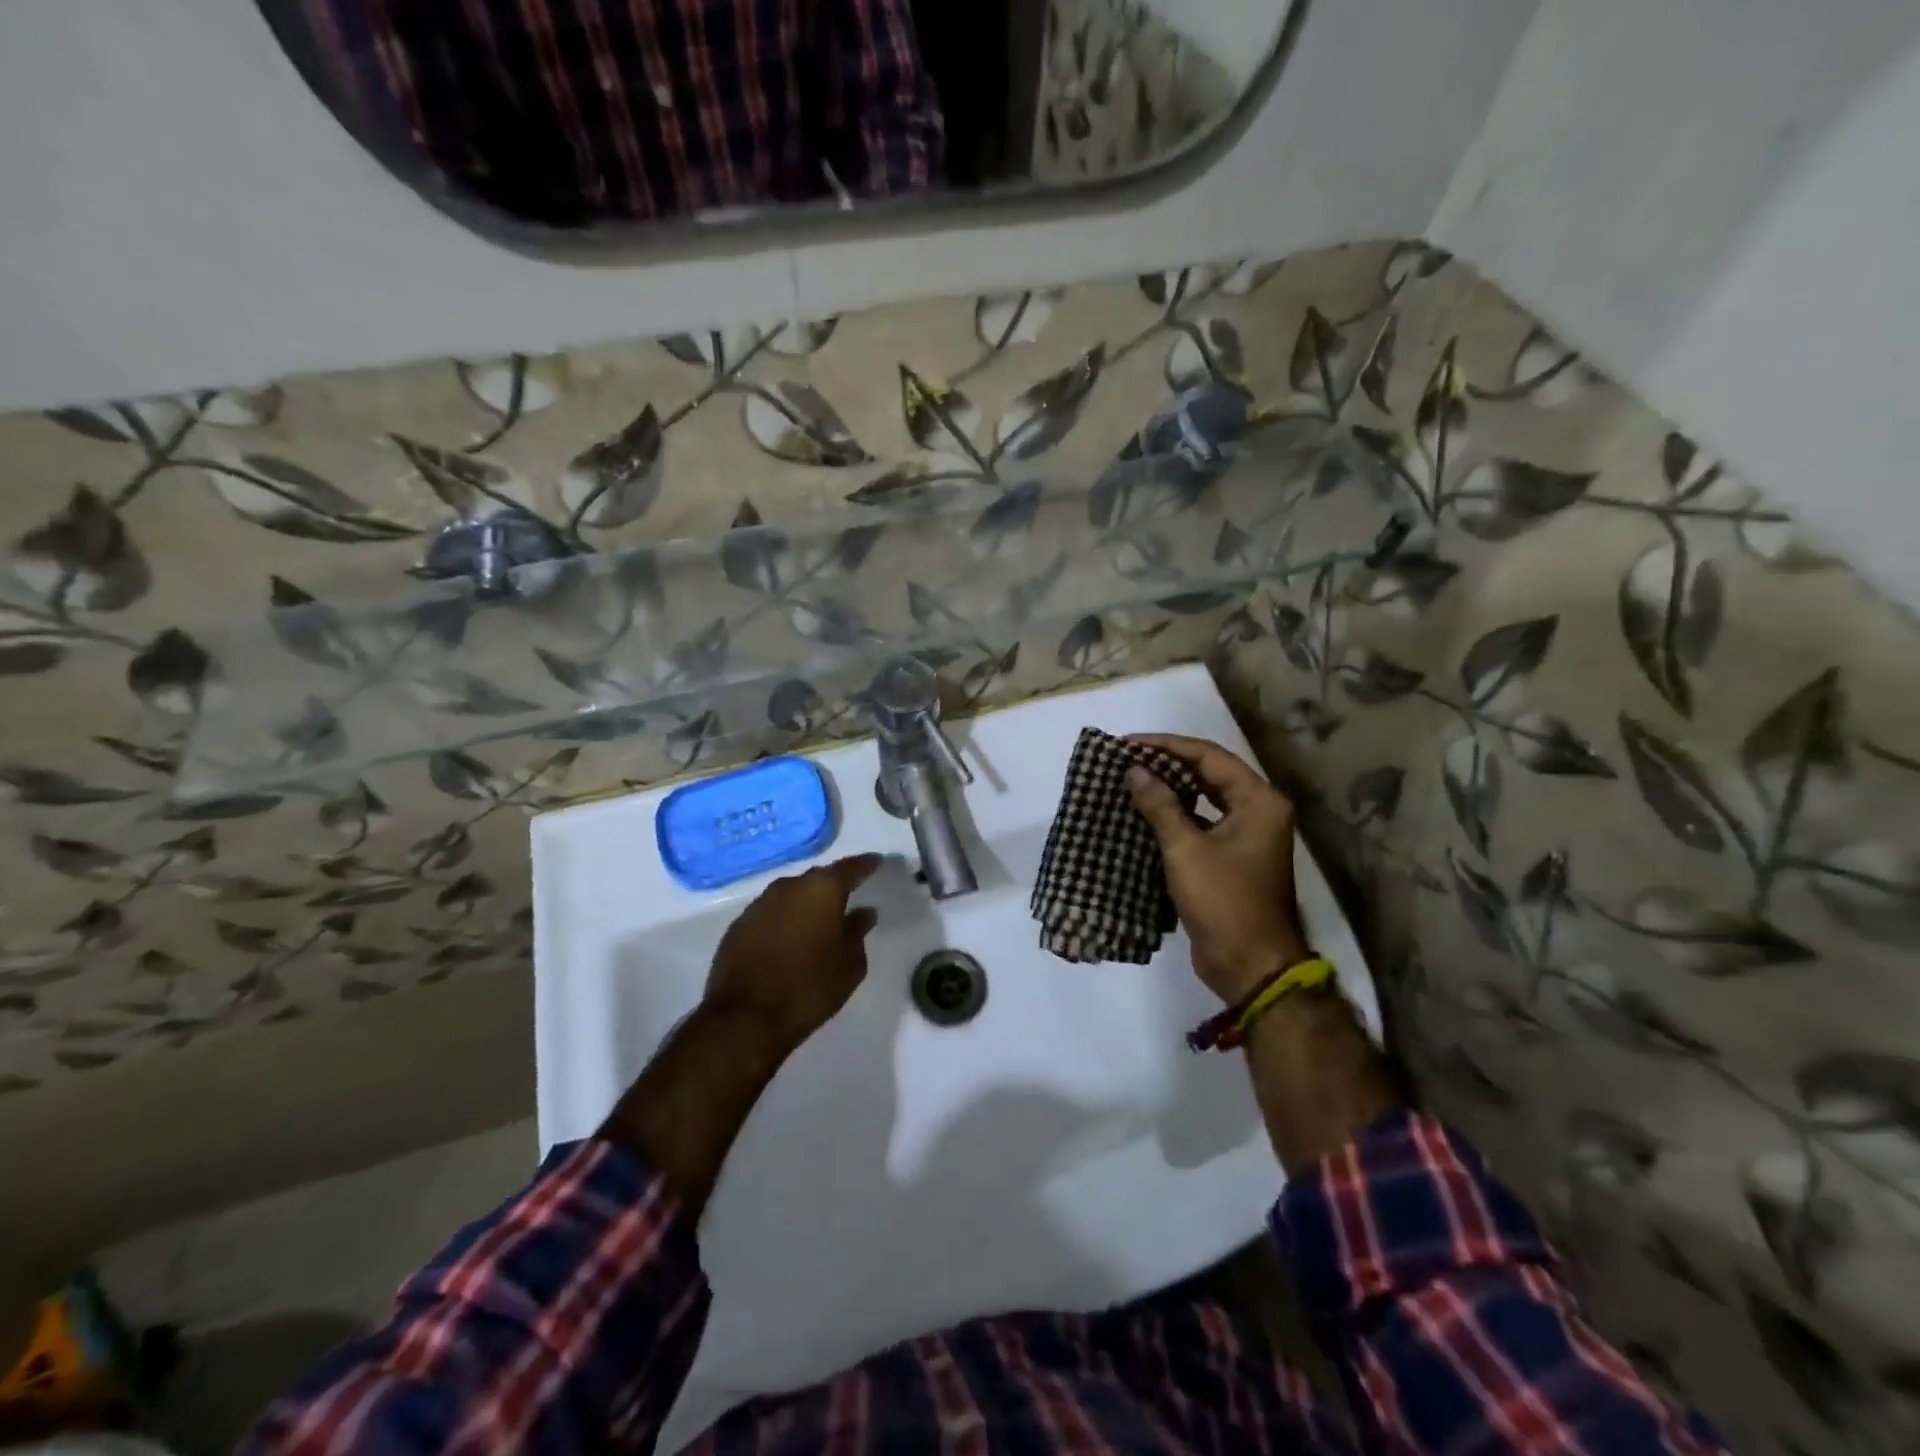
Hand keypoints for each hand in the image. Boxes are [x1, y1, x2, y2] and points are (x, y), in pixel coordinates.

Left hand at [704, 853, 882, 1059]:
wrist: (747, 1017)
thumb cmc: (810, 986)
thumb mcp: (850, 964)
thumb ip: (858, 932)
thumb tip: (864, 912)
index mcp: (822, 889)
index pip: (850, 867)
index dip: (866, 865)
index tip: (876, 862)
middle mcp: (789, 887)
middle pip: (817, 878)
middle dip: (833, 886)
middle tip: (847, 896)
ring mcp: (759, 904)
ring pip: (791, 895)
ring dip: (805, 904)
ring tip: (818, 920)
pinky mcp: (738, 926)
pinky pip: (770, 914)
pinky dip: (783, 920)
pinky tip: (789, 939)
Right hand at [1126, 734, 1308, 1003]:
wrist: (1250, 965)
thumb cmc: (1223, 901)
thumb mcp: (1186, 849)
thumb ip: (1160, 805)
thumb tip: (1133, 770)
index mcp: (1258, 800)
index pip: (1207, 757)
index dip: (1166, 746)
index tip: (1127, 744)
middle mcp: (1257, 810)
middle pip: (1208, 773)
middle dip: (1166, 764)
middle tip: (1125, 760)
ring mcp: (1246, 835)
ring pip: (1203, 798)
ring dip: (1169, 790)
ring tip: (1130, 781)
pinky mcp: (1231, 857)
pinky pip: (1200, 823)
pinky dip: (1174, 816)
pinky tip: (1143, 814)